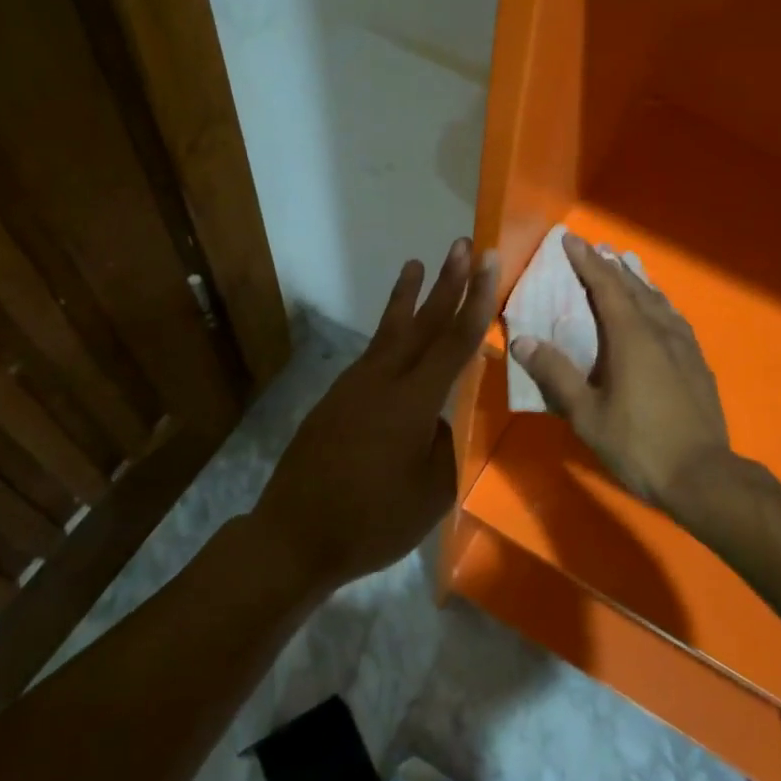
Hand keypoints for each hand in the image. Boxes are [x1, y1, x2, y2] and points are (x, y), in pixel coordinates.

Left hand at [256, 239, 498, 590]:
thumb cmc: (372, 521)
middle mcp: (382, 382)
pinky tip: (397, 334)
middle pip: (422, 324)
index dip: (475, 300)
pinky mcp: (336, 399)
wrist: (294, 536)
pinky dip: (389, 334)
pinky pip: (372, 356)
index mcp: (412, 403)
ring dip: (409, 298)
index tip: (486, 262)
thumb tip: (440, 418)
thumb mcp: (431, 492)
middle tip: (462, 245)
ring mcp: (353, 387)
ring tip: (416, 264)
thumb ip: (445, 445)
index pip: (454, 342)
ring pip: (390, 333)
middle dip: (446, 283)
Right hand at [510, 231, 730, 515]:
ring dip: (637, 282)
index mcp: (631, 336)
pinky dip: (657, 304)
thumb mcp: (587, 415)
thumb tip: (521, 340)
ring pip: (658, 301)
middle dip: (611, 266)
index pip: (605, 286)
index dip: (587, 261)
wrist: (702, 476)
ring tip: (625, 270)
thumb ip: (555, 374)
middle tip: (595, 250)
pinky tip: (658, 312)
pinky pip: (673, 319)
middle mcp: (660, 330)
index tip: (571, 239)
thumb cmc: (638, 444)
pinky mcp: (698, 362)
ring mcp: (684, 345)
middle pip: (634, 287)